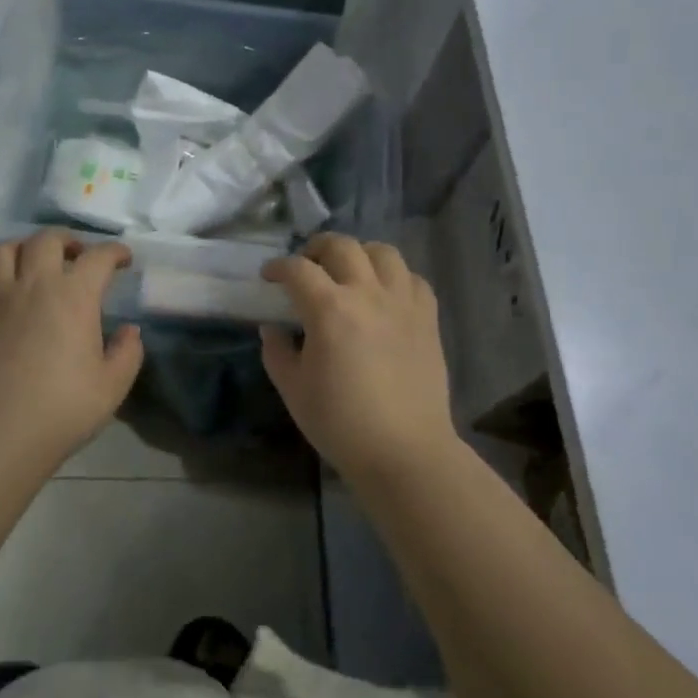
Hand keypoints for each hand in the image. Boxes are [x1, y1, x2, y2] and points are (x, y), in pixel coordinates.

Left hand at [0, 230, 143, 467]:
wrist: (1, 435)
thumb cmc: (64, 409)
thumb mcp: (113, 385)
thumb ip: (128, 352)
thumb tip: (130, 330)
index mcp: (74, 297)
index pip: (98, 257)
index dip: (115, 252)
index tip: (123, 260)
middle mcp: (33, 285)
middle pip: (46, 239)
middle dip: (67, 239)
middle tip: (76, 256)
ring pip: (2, 249)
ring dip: (21, 248)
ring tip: (31, 263)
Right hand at [260, 234, 454, 475]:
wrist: (404, 451)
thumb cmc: (341, 423)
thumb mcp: (293, 390)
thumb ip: (277, 352)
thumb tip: (273, 328)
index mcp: (329, 309)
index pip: (298, 270)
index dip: (279, 267)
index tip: (269, 276)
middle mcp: (368, 294)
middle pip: (342, 247)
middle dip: (317, 248)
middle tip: (307, 265)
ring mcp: (403, 303)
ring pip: (383, 252)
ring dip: (360, 253)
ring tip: (349, 270)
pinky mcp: (428, 318)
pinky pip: (413, 279)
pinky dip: (395, 277)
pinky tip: (385, 294)